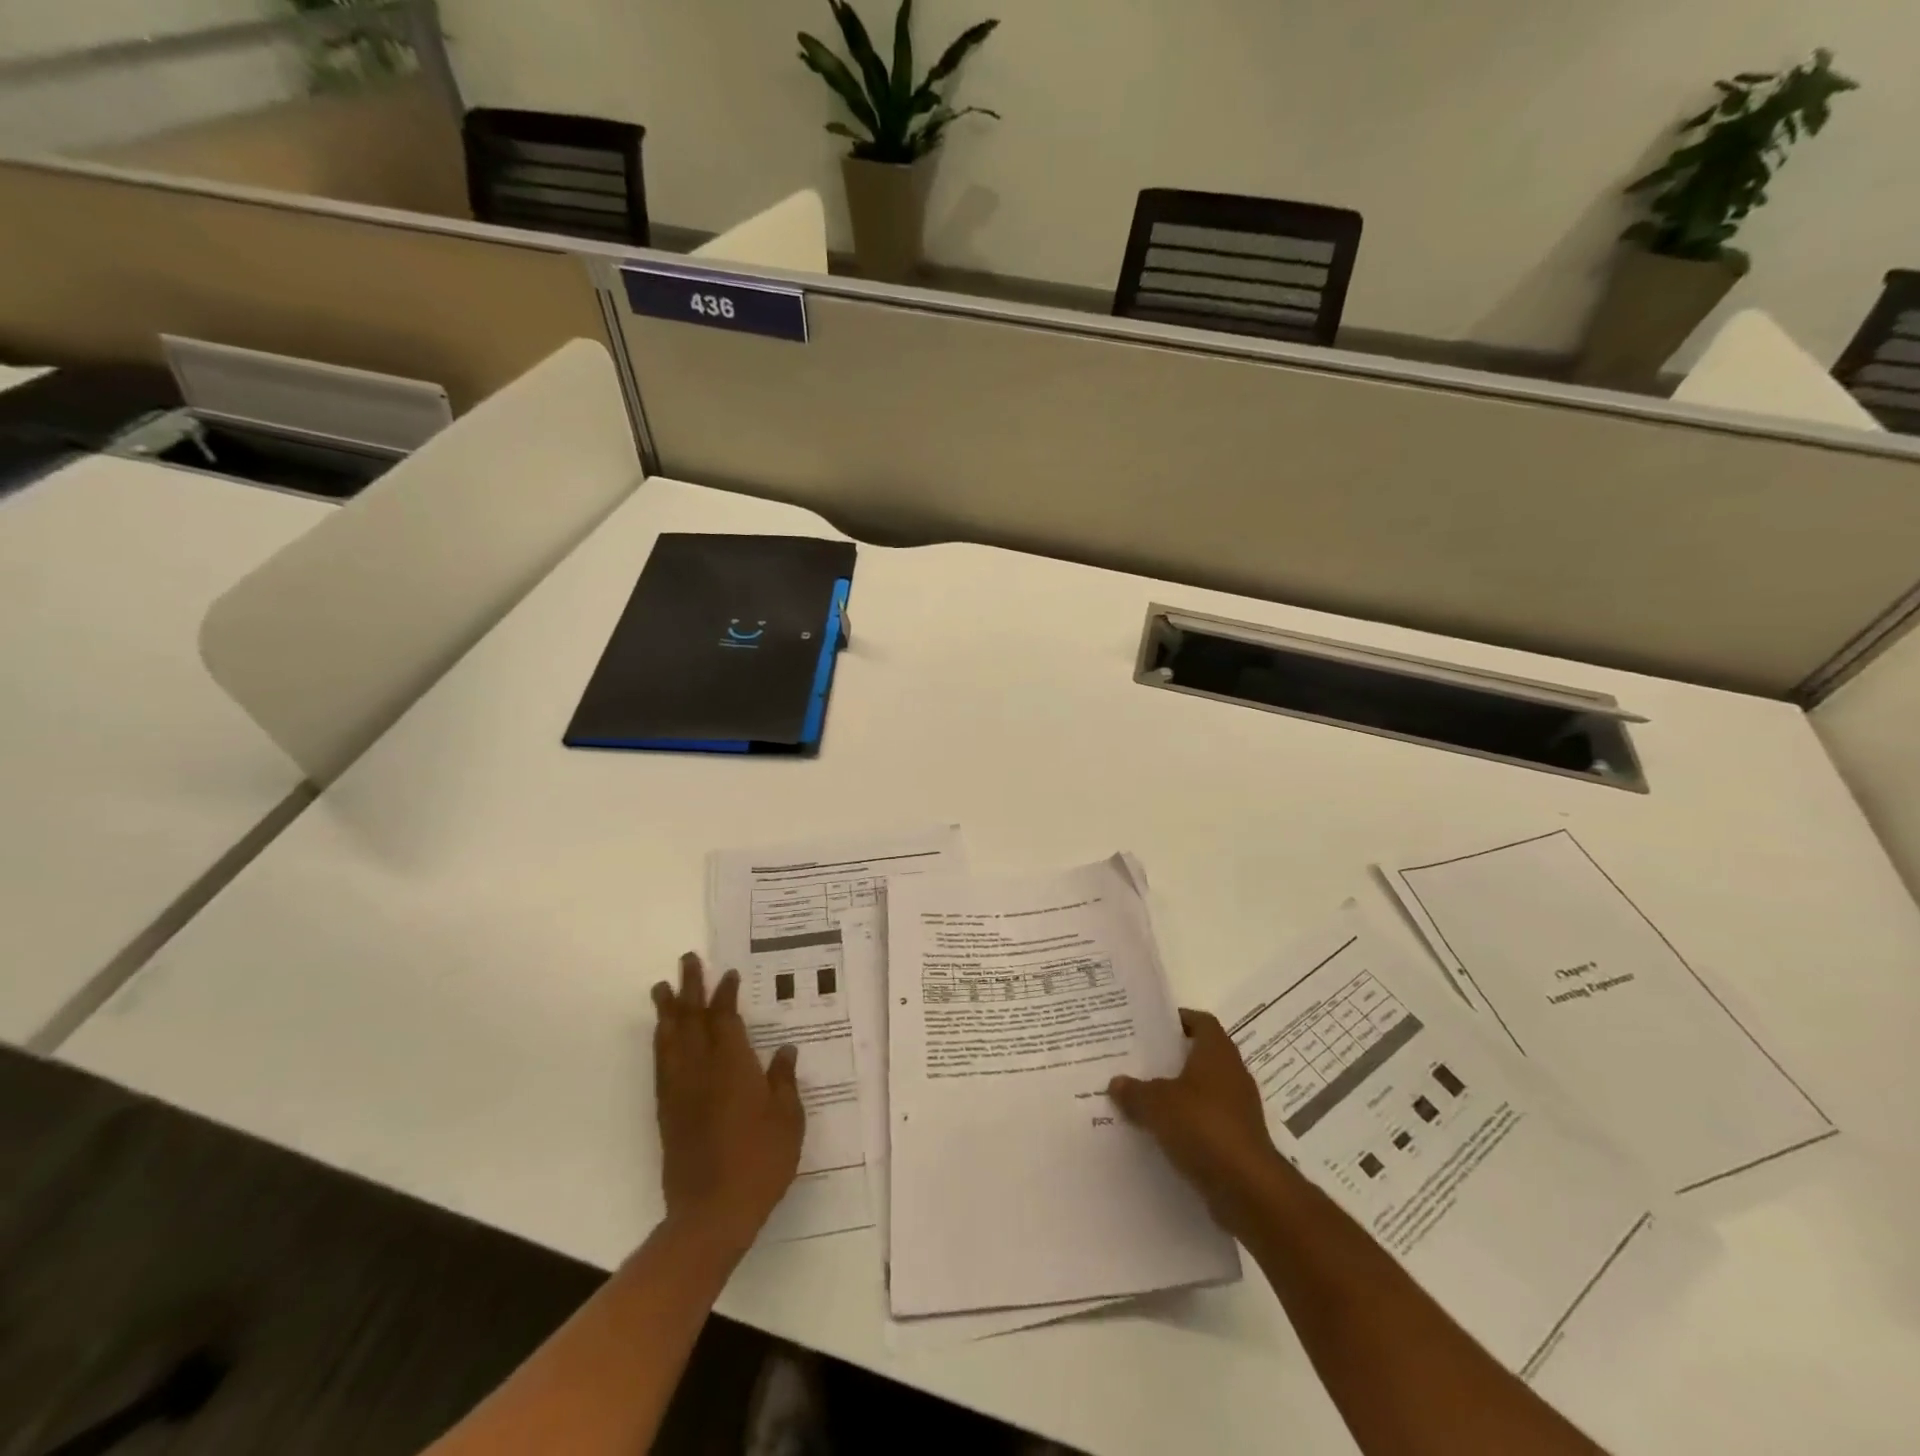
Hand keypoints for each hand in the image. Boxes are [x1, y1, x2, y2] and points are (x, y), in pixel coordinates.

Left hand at [652, 952, 804, 1254]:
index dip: (724, 994)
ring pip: (669, 1040)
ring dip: (667, 1012)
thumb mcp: (788, 1119)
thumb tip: (784, 1051)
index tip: (727, 974)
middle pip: (691, 1020)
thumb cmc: (760, 1162)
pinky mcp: (668, 1113)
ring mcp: (680, 1091)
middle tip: (686, 961)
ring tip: (662, 989)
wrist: (711, 1214)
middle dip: (689, 988)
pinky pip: (662, 1065)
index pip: (725, 1018)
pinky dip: (661, 1043)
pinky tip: (663, 1038)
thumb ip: (783, 1081)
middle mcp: (701, 1070)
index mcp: (732, 1066)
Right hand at [1109, 1009, 1289, 1237]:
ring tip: (1142, 1099)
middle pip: (1200, 1056)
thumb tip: (1117, 1083)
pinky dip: (1186, 1125)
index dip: (1179, 1019)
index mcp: (1217, 1053)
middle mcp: (1232, 1075)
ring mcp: (1239, 1110)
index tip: (1152, 1026)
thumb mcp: (1157, 1104)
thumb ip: (1134, 1091)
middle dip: (1171, 1059)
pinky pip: (1206, 1123)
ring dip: (1177, 1095)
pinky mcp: (1238, 1141)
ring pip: (1202, 1092)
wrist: (1249, 1189)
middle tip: (1138, 1061)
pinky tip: (1160, 1134)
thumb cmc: (1204, 1127)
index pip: (1201, 1022)